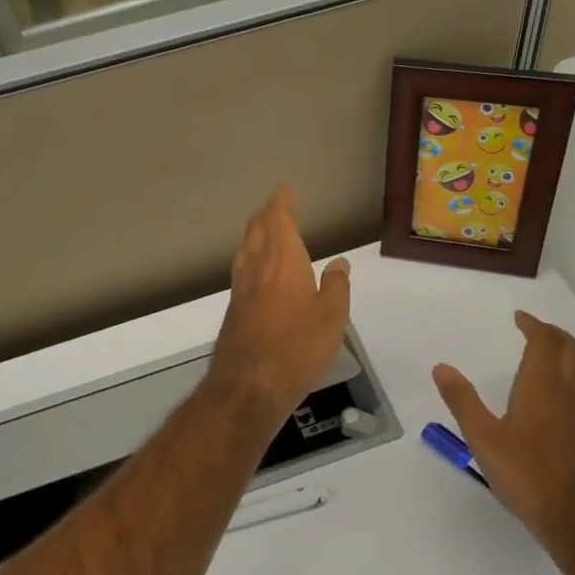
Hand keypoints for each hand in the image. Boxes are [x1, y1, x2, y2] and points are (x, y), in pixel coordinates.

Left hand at [209, 185, 350, 420]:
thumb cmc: (298, 346)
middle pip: (257, 230)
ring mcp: (241, 289)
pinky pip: (243, 271)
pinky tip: (260, 271)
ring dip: (256, 234)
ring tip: (267, 231)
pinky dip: (252, 258)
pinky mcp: (234, 310)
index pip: (279, 219)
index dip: (282, 202)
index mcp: (282, 260)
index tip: (287, 189)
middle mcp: (257, 267)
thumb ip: (336, 286)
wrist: (249, 385)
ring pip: (246, 250)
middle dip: (267, 214)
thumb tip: (339, 262)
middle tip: (278, 205)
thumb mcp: (332, 317)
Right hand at [433, 311, 574, 550]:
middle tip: (533, 330)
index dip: (534, 325)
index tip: (519, 318)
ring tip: (545, 357)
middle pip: (570, 349)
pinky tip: (554, 400)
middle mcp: (567, 393)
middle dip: (553, 334)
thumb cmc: (527, 474)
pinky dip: (569, 378)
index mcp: (542, 386)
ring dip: (564, 355)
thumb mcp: (483, 438)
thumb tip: (441, 367)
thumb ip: (463, 401)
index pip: (544, 342)